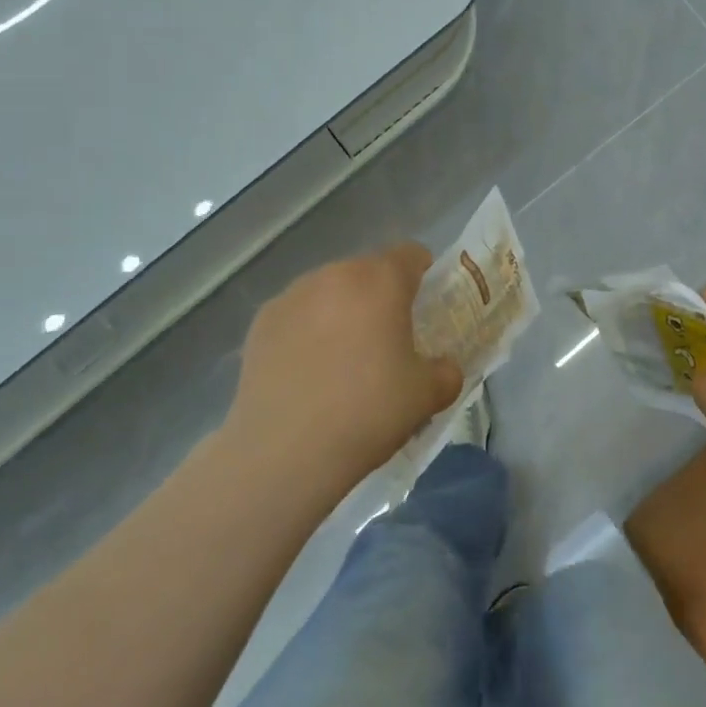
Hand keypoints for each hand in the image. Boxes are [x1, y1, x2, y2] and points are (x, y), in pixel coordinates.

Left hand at [220, 244, 462, 499]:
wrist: (286, 452)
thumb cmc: (369, 411)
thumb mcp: (428, 395)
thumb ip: (446, 371)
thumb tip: (442, 368)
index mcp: (380, 281)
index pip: (411, 254)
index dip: (425, 275)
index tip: (427, 307)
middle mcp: (333, 275)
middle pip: (367, 272)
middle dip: (381, 297)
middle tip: (389, 340)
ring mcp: (291, 297)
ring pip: (329, 292)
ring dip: (343, 312)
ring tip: (344, 361)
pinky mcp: (259, 324)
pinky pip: (297, 316)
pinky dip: (308, 332)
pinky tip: (308, 374)